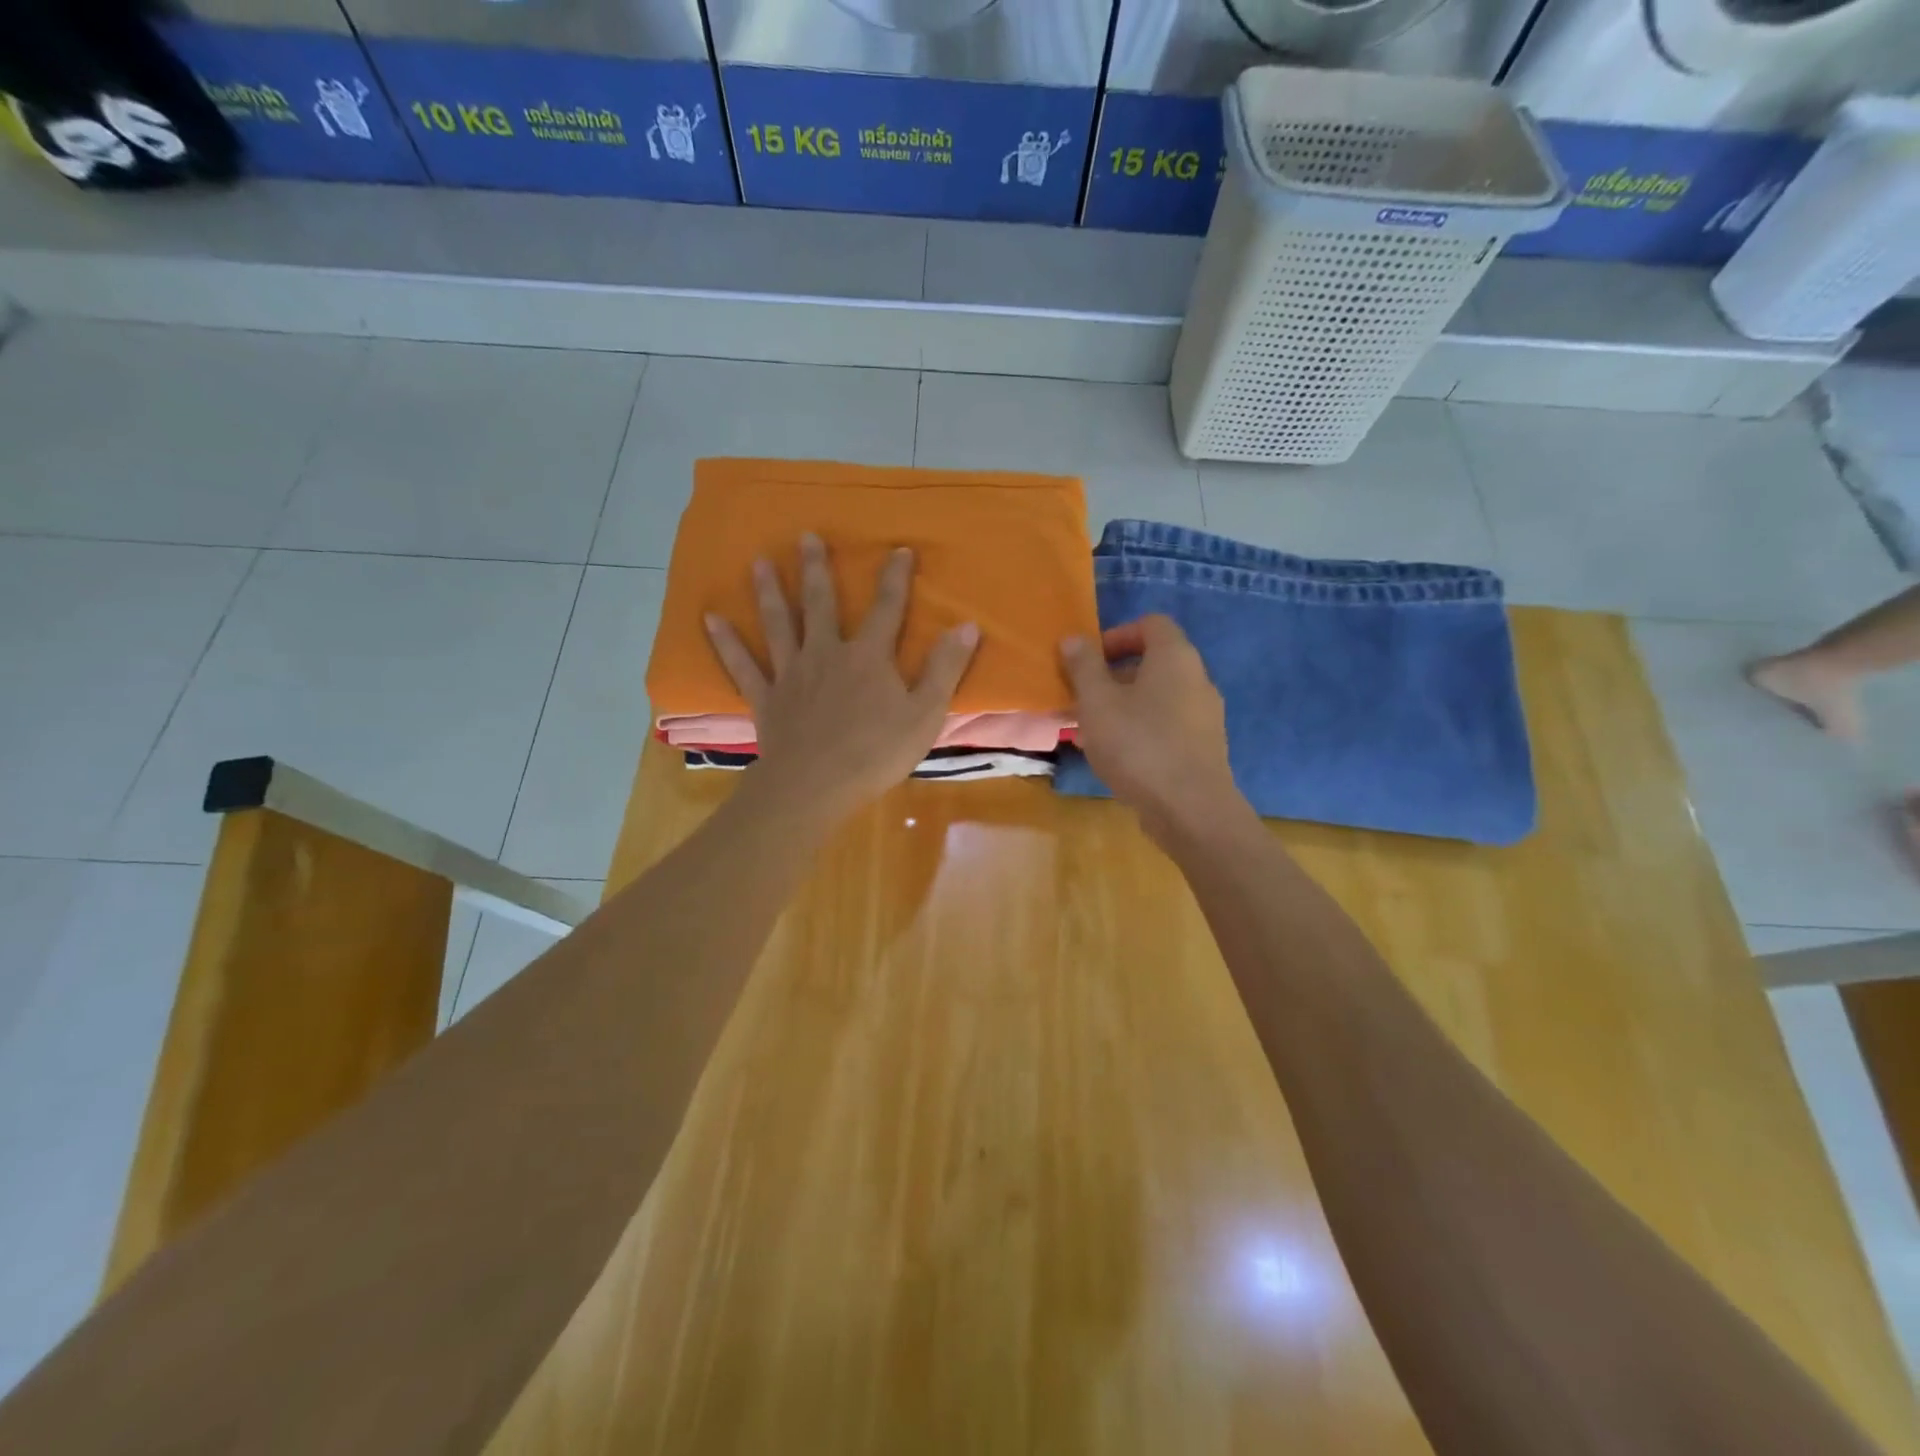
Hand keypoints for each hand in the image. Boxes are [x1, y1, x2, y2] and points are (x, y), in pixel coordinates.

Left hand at [705, 533, 979, 824]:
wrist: (816, 786)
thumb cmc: (876, 752)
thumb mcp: (925, 713)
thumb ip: (945, 668)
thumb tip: (967, 624)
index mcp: (868, 657)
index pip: (887, 608)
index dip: (895, 578)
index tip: (899, 549)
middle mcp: (826, 653)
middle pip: (821, 604)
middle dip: (816, 569)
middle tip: (806, 536)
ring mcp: (791, 673)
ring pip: (779, 624)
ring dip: (769, 591)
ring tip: (757, 560)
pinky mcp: (766, 698)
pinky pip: (742, 665)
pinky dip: (726, 642)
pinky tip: (711, 619)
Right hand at [1060, 615, 1248, 844]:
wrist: (1190, 809)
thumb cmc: (1138, 745)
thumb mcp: (1097, 702)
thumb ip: (1083, 666)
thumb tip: (1074, 639)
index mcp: (1175, 657)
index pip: (1151, 624)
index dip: (1116, 635)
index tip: (1089, 661)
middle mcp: (1197, 679)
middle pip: (1152, 663)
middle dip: (1111, 677)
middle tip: (1081, 699)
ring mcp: (1204, 716)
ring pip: (1156, 698)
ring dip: (1121, 707)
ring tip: (1089, 732)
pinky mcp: (1203, 748)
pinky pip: (1165, 726)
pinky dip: (1139, 731)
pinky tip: (1114, 758)